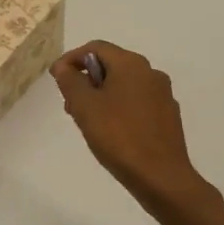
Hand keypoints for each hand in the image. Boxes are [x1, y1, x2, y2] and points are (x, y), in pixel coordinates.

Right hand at [51, 42, 208, 211]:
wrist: (161, 177)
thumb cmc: (119, 136)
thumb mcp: (85, 106)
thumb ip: (70, 81)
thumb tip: (64, 67)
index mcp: (132, 64)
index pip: (95, 47)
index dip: (71, 59)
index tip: (55, 79)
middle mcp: (151, 73)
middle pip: (111, 65)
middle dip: (86, 80)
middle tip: (69, 104)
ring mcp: (163, 95)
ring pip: (124, 85)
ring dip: (101, 95)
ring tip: (86, 120)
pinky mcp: (168, 116)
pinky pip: (136, 102)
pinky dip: (118, 108)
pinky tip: (110, 131)